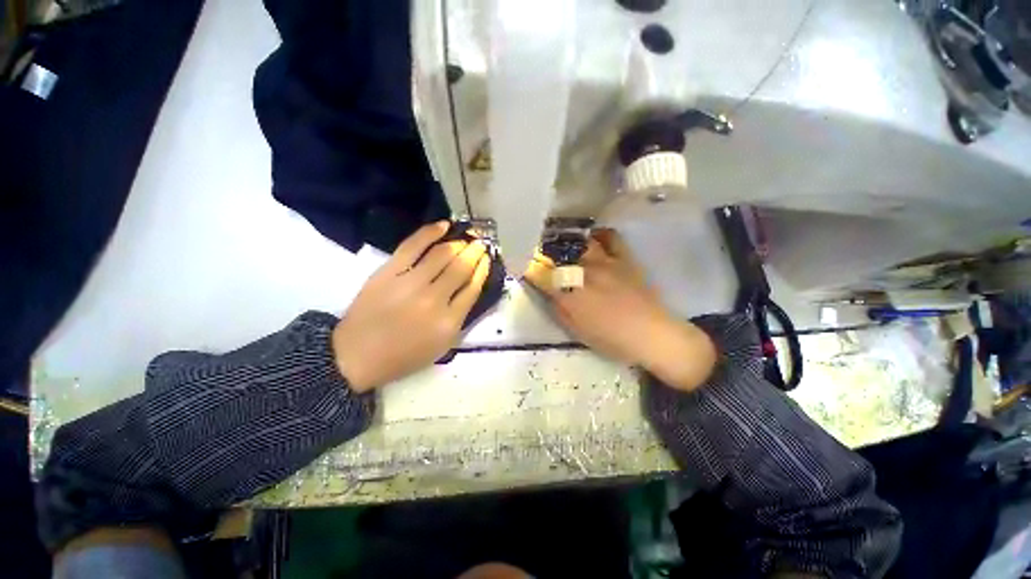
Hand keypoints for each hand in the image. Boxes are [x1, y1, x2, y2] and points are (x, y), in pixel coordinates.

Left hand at [333, 221, 490, 391]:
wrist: (357, 355)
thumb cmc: (403, 355)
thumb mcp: (442, 346)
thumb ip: (461, 318)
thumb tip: (472, 287)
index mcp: (449, 322)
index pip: (473, 288)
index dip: (482, 270)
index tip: (487, 259)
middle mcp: (434, 300)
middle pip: (461, 268)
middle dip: (475, 252)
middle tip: (480, 244)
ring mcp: (410, 283)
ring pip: (442, 254)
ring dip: (458, 243)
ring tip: (465, 238)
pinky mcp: (389, 271)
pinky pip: (413, 246)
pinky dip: (430, 233)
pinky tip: (443, 226)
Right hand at [524, 229, 716, 390]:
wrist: (653, 335)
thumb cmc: (612, 339)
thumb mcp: (577, 331)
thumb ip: (558, 309)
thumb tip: (548, 293)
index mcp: (570, 294)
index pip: (540, 275)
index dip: (528, 269)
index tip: (522, 266)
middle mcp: (583, 272)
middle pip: (557, 254)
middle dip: (544, 252)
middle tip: (541, 254)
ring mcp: (605, 261)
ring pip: (579, 241)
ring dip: (567, 242)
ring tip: (562, 244)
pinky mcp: (624, 257)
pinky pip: (610, 237)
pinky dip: (598, 235)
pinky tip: (593, 239)